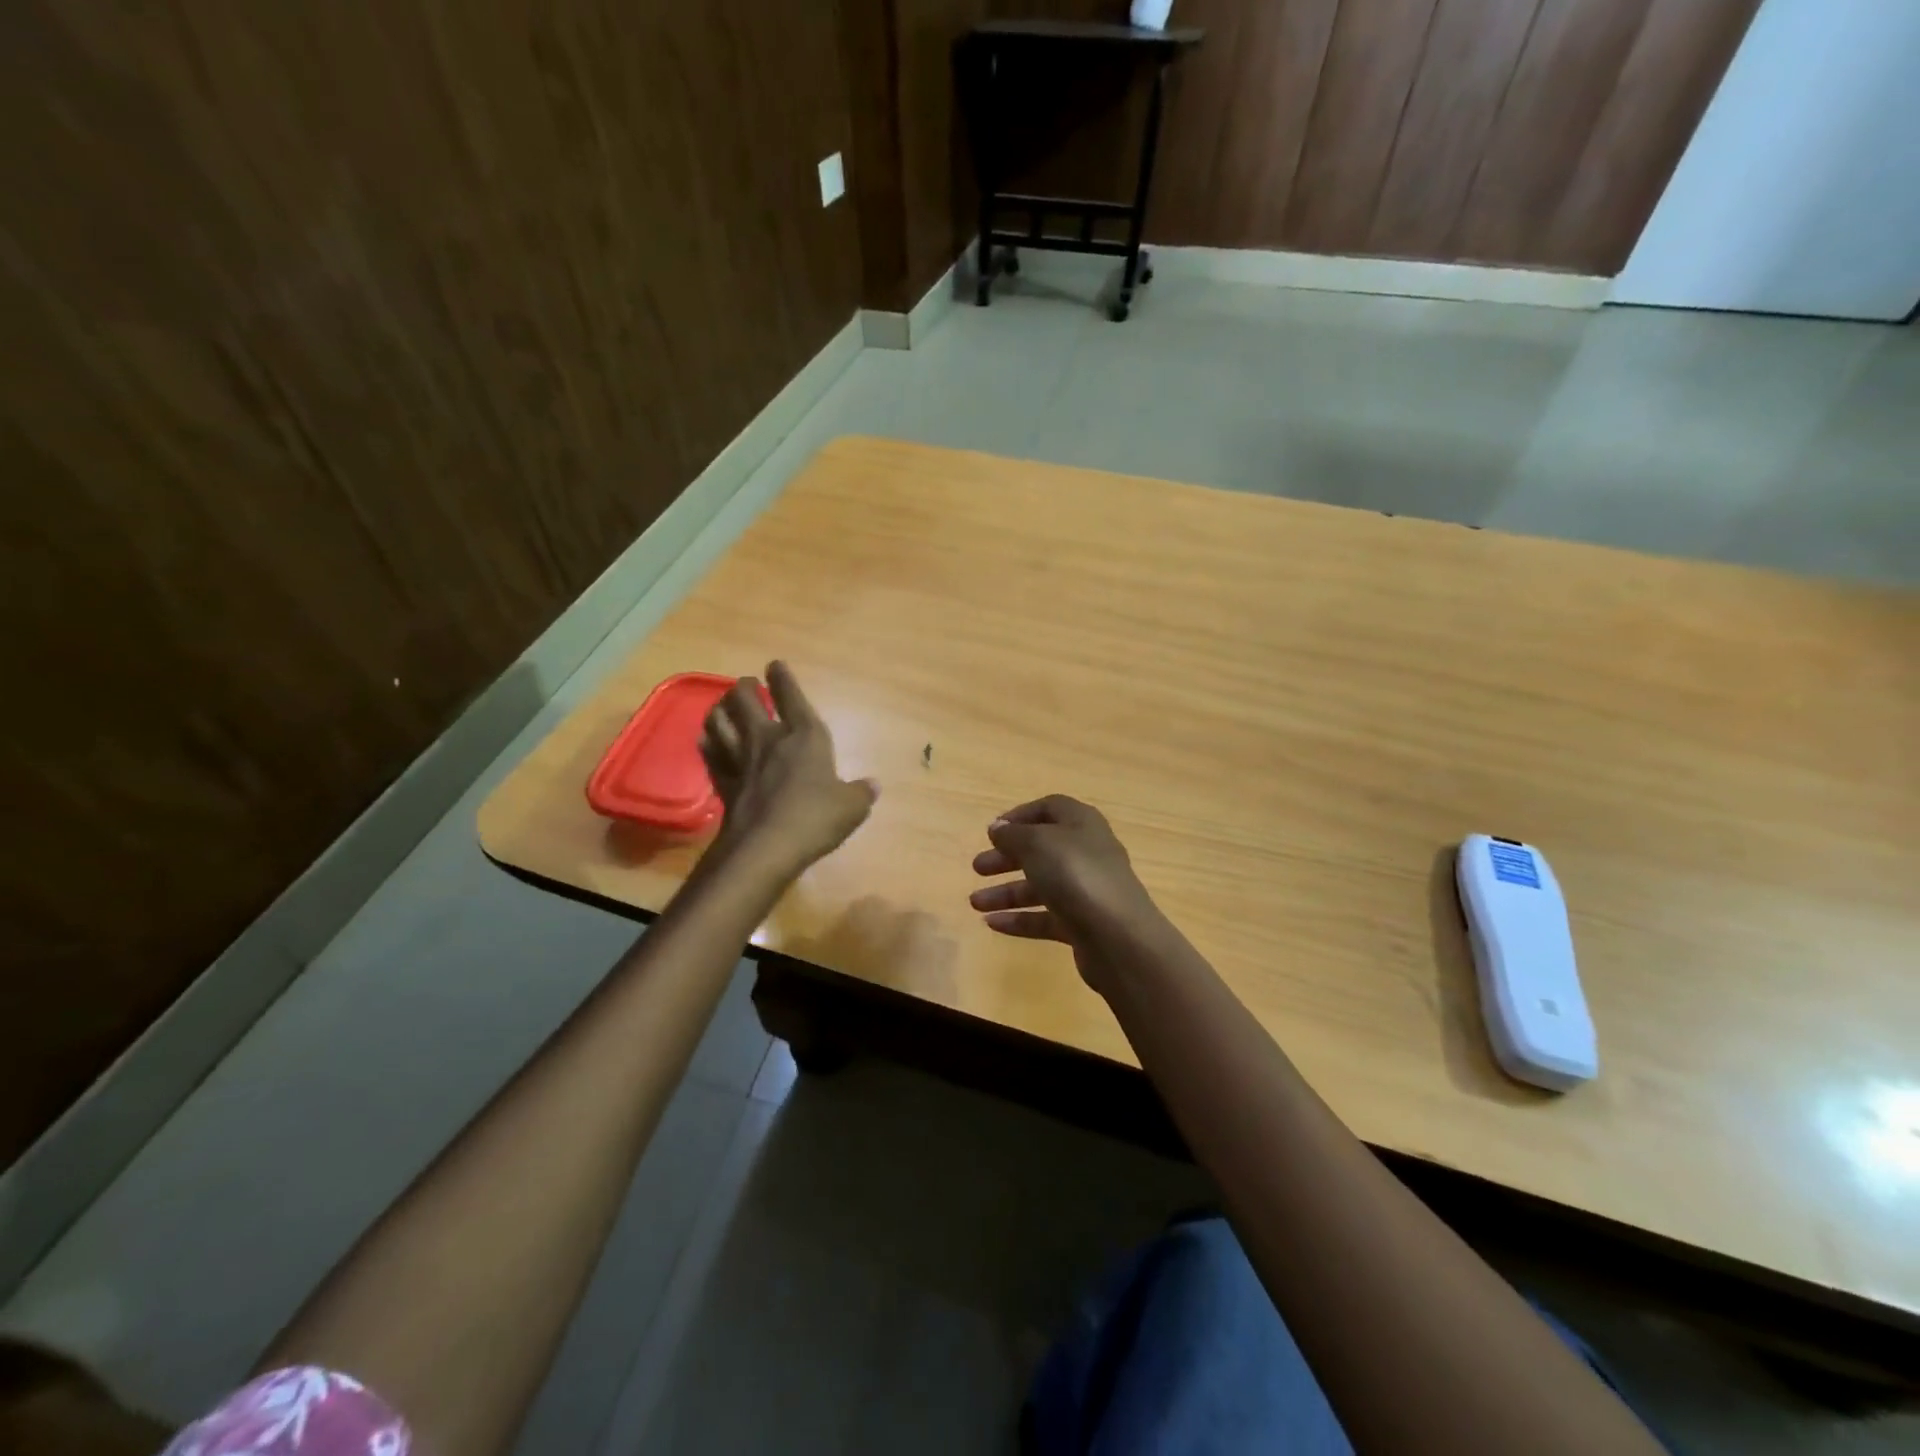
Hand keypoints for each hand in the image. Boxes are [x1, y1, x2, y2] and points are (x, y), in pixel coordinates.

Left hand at [699, 662, 876, 873]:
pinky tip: (708, 739)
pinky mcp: (722, 782)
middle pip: (745, 700)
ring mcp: (740, 760)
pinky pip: (709, 753)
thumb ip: (861, 793)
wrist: (766, 847)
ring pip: (720, 721)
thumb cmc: (815, 819)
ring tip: (723, 706)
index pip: (791, 697)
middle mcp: (768, 739)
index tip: (775, 665)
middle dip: (744, 687)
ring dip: (720, 708)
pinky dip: (708, 742)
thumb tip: (873, 785)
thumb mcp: (852, 807)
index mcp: (805, 737)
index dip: (783, 678)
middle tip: (746, 684)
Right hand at [968, 795, 1159, 990]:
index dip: (1020, 816)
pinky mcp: (1083, 924)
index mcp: (1081, 823)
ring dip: (1006, 892)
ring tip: (975, 903)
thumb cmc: (1076, 875)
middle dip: (1007, 857)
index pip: (1050, 809)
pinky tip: (992, 925)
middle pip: (1042, 849)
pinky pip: (1045, 917)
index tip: (992, 831)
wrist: (1118, 937)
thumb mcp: (1037, 844)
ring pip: (1041, 885)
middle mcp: (1087, 853)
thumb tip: (998, 828)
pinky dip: (1020, 919)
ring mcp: (1087, 890)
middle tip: (977, 868)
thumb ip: (1013, 835)